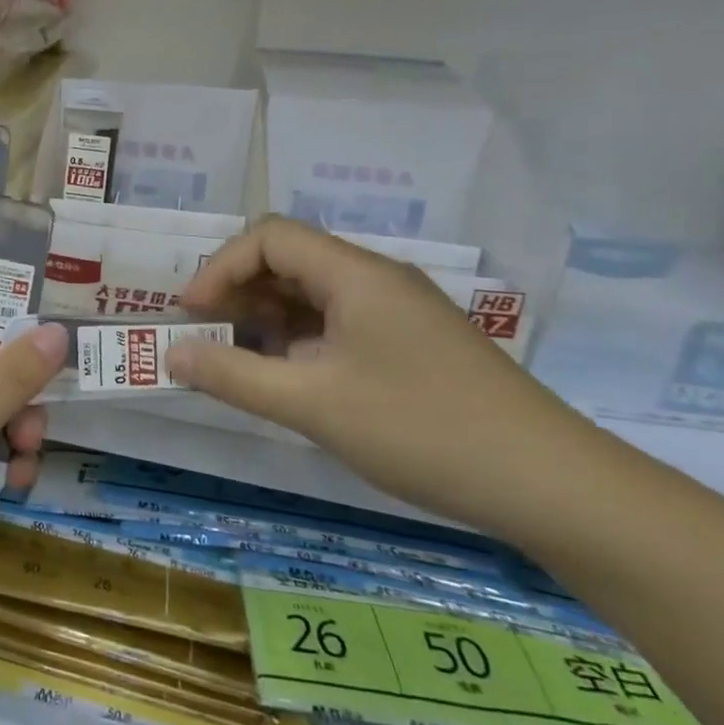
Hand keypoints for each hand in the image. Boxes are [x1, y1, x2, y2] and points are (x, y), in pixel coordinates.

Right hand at [167, 216, 598, 533]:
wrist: (553, 486)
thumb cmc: (423, 430)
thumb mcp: (313, 405)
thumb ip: (234, 376)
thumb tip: (170, 354)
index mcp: (356, 275)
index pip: (270, 238)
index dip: (220, 268)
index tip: (191, 315)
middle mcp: (377, 281)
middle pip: (289, 261)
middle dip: (237, 292)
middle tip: (204, 337)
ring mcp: (397, 313)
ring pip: (312, 295)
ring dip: (265, 319)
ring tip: (236, 361)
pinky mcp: (410, 345)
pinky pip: (337, 325)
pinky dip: (298, 342)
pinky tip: (287, 380)